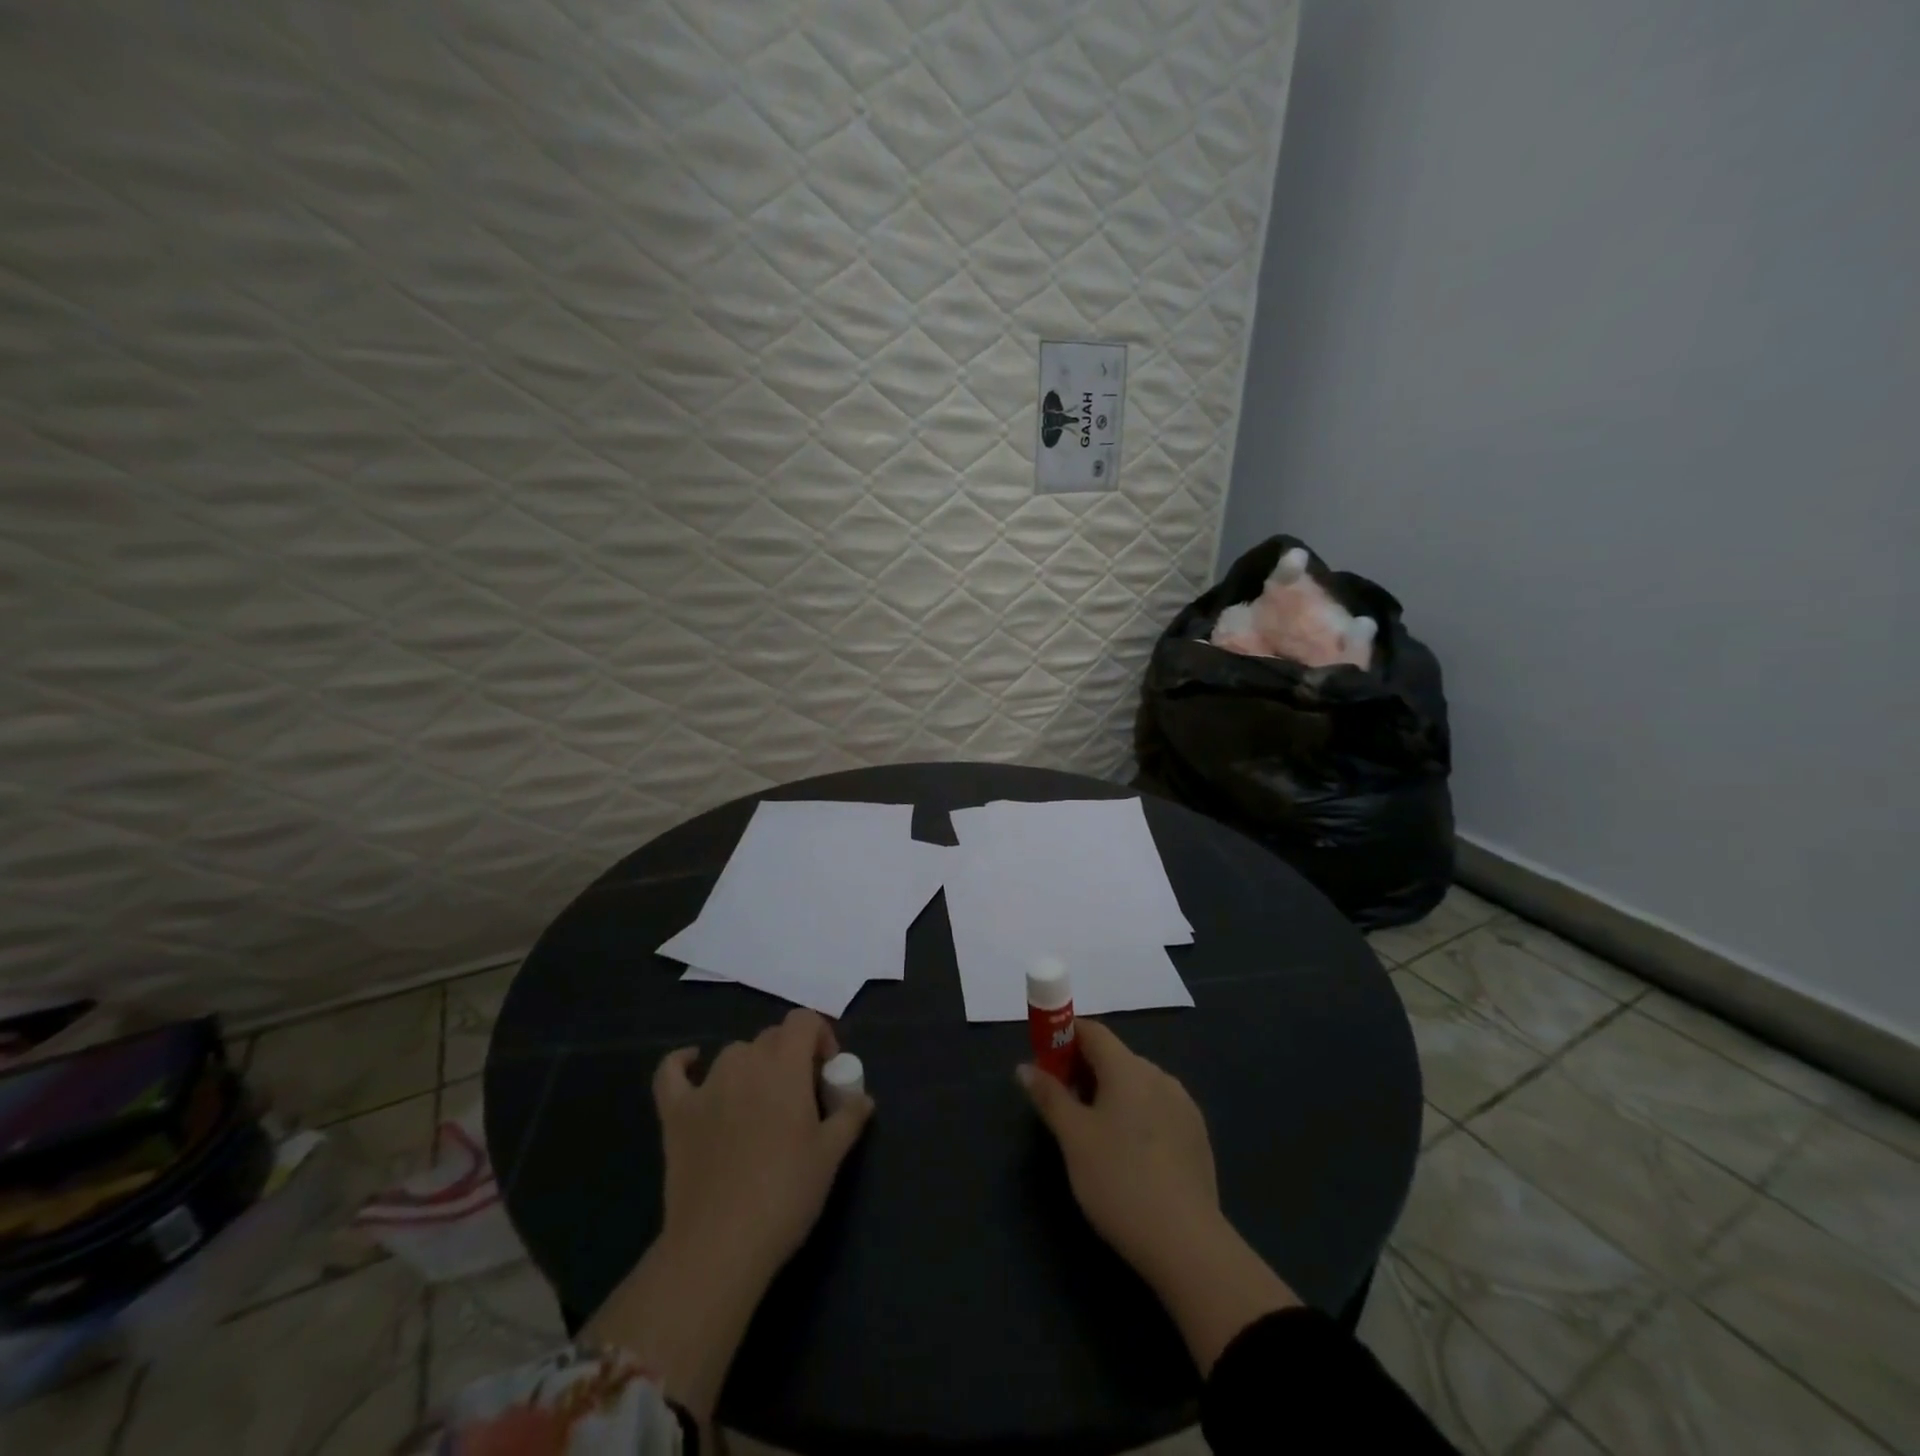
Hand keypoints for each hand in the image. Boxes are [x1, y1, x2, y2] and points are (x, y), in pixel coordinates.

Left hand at [654, 1007, 873, 1281]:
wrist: (720, 1245)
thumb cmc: (785, 1194)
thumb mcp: (831, 1156)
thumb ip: (849, 1116)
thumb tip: (863, 1098)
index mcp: (785, 1065)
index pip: (804, 1020)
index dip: (820, 1036)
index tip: (828, 1072)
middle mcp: (745, 1063)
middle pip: (772, 1036)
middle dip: (790, 1055)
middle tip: (801, 1097)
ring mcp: (706, 1086)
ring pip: (734, 1054)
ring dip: (752, 1066)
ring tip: (761, 1102)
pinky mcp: (676, 1113)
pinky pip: (671, 1073)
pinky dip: (682, 1063)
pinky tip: (691, 1064)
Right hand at [1017, 1020, 1218, 1279]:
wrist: (1187, 1243)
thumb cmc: (1119, 1180)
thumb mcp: (1074, 1138)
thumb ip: (1049, 1096)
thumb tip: (1025, 1067)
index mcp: (1128, 1068)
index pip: (1093, 1031)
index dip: (1064, 1037)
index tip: (1045, 1060)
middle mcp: (1159, 1075)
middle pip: (1115, 1057)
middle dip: (1084, 1070)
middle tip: (1062, 1102)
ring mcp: (1183, 1105)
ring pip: (1137, 1084)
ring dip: (1111, 1093)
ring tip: (1092, 1132)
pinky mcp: (1197, 1135)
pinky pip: (1157, 1108)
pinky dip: (1136, 1115)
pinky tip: (1128, 1153)